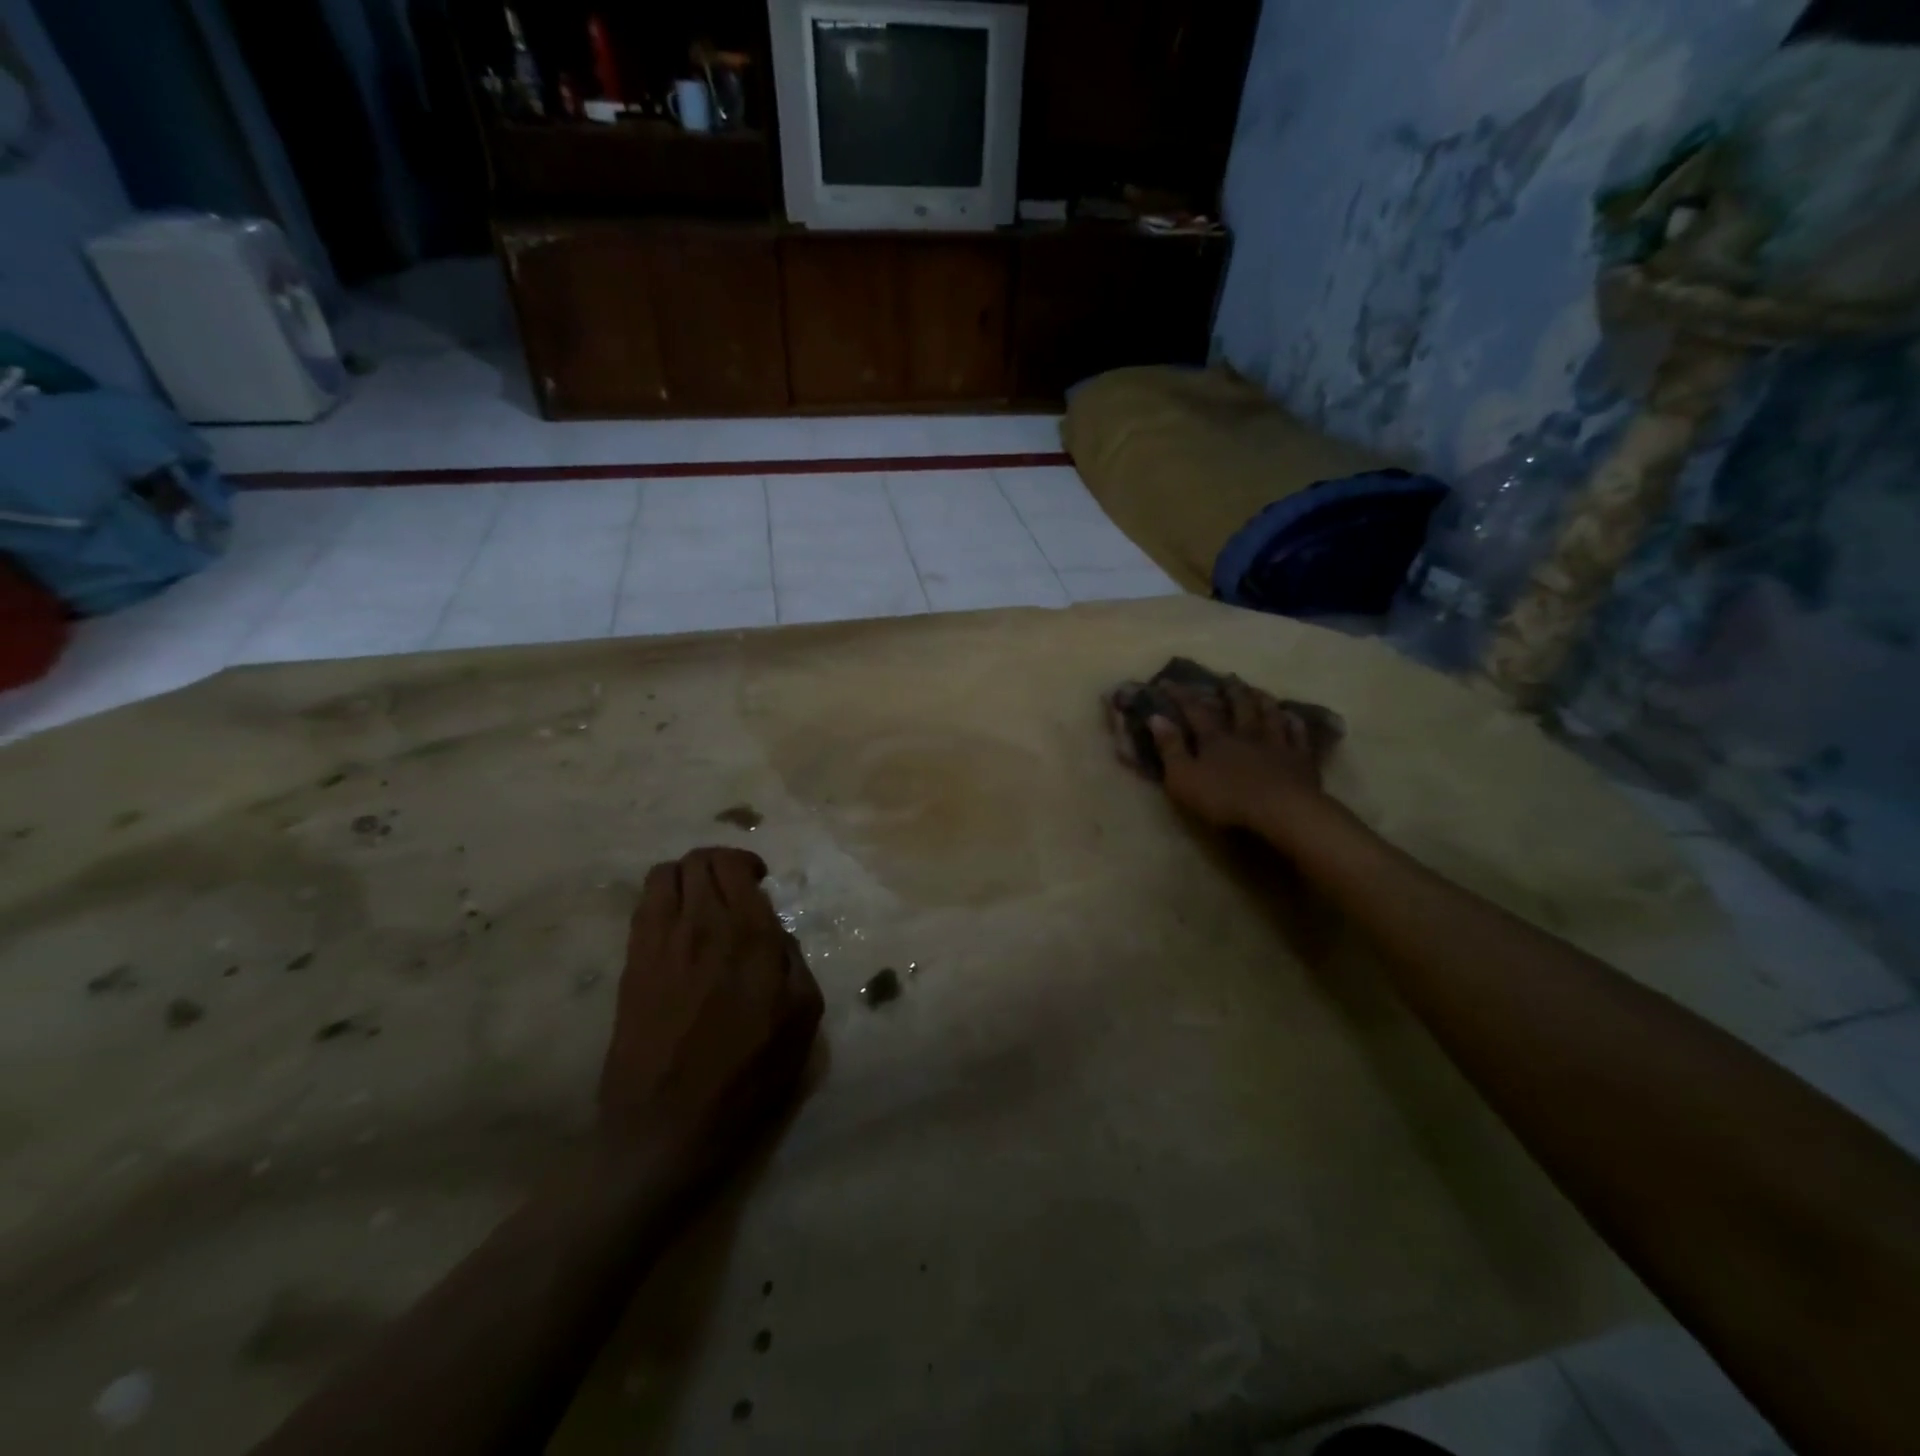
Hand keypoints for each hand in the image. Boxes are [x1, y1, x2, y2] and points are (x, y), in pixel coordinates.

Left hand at [599, 848, 823, 1159]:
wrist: (666, 1127)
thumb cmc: (746, 1077)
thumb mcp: (802, 1019)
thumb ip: (794, 961)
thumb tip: (775, 934)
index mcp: (749, 935)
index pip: (735, 866)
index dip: (747, 863)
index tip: (759, 882)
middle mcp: (701, 925)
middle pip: (699, 860)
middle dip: (719, 863)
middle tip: (734, 889)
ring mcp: (659, 942)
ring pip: (666, 874)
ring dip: (687, 876)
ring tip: (701, 901)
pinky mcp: (631, 963)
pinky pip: (642, 906)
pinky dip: (661, 899)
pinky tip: (675, 925)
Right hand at [1108, 676, 1333, 833]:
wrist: (1280, 812)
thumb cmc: (1225, 798)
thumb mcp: (1183, 778)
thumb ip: (1170, 748)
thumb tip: (1156, 717)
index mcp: (1215, 739)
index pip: (1195, 710)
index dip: (1181, 695)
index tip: (1168, 682)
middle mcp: (1246, 734)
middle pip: (1239, 706)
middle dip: (1231, 691)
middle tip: (1228, 677)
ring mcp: (1277, 744)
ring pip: (1270, 714)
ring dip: (1263, 700)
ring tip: (1258, 690)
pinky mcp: (1300, 759)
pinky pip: (1298, 734)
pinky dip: (1294, 723)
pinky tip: (1293, 716)